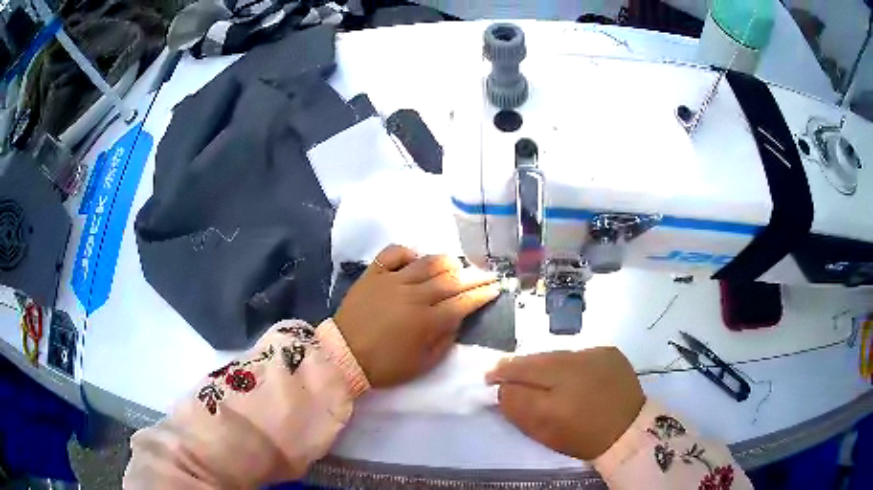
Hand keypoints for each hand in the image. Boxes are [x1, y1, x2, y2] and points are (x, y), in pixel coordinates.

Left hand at [335, 245, 500, 387]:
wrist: (344, 356)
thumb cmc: (385, 366)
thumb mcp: (422, 364)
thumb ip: (444, 341)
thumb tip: (456, 320)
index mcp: (427, 320)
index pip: (462, 302)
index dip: (482, 294)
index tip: (495, 288)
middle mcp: (413, 295)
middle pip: (450, 280)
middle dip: (473, 276)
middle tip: (486, 273)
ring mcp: (392, 281)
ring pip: (426, 263)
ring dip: (445, 262)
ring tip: (456, 264)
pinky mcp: (373, 275)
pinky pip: (392, 253)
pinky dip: (406, 252)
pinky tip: (414, 257)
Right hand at [486, 348, 644, 459]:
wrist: (629, 431)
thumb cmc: (581, 436)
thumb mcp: (542, 428)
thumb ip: (517, 404)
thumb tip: (503, 387)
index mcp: (557, 379)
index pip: (519, 368)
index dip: (501, 371)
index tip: (490, 377)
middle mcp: (575, 358)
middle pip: (538, 358)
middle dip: (521, 366)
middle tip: (509, 374)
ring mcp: (596, 353)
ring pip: (559, 355)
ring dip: (545, 364)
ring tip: (540, 377)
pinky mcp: (610, 353)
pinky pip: (580, 355)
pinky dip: (570, 364)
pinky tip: (570, 376)